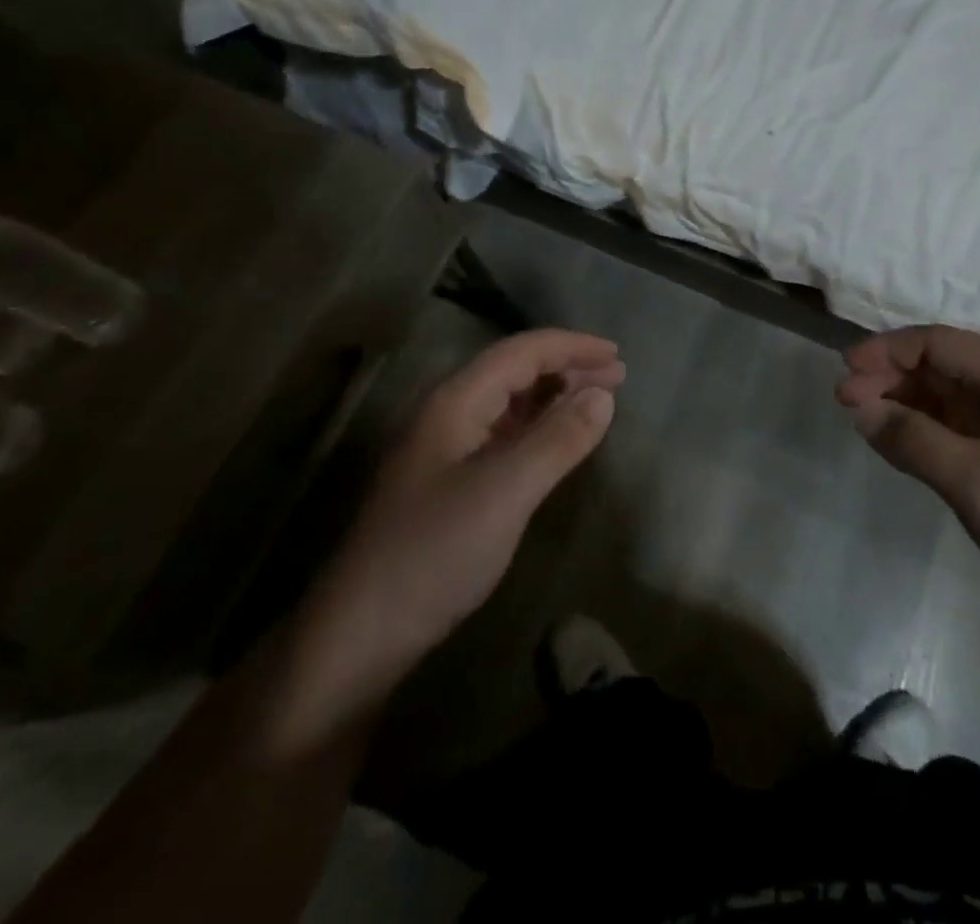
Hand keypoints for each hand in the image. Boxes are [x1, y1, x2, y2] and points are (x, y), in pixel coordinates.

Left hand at [294, 330, 623, 714]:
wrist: (361, 633)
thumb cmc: (436, 552)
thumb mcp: (506, 491)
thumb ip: (558, 439)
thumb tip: (604, 395)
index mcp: (455, 402)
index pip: (521, 352)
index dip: (571, 346)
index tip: (617, 355)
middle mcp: (449, 414)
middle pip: (514, 371)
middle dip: (567, 367)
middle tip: (618, 376)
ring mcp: (447, 449)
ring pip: (510, 403)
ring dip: (555, 396)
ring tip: (598, 402)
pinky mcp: (451, 483)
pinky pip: (505, 435)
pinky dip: (540, 428)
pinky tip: (559, 441)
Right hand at [836, 325, 979, 631]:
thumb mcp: (976, 480)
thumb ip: (913, 439)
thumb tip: (860, 407)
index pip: (932, 341)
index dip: (883, 351)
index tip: (843, 374)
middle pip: (937, 363)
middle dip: (887, 376)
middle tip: (844, 403)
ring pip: (946, 394)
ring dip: (903, 401)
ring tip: (862, 420)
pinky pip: (958, 424)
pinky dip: (924, 427)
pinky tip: (901, 443)